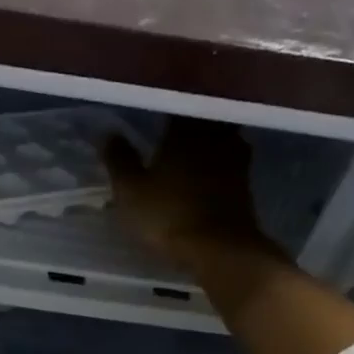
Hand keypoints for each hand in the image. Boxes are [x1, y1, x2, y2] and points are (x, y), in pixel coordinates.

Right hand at [101, 120, 280, 266]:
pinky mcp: (245, 182)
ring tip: (188, 146)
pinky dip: (217, 161)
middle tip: (170, 127)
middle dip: (188, 121)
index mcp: (184, 131)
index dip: (164, 107)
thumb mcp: (130, 191)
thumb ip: (120, 159)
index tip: (152, 109)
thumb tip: (107, 132)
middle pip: (202, 119)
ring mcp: (235, 158)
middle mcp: (214, 136)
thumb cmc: (168, 215)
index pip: (176, 105)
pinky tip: (206, 170)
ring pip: (220, 137)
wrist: (220, 248)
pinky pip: (229, 160)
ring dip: (206, 139)